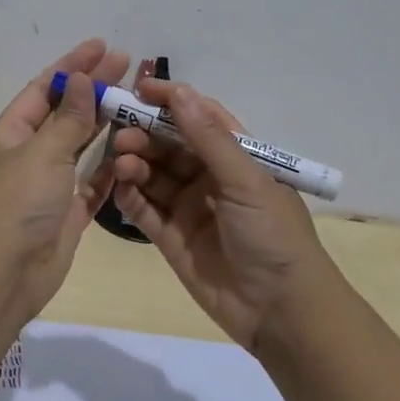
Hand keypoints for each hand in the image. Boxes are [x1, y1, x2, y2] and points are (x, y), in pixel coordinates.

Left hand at [0, 38, 129, 313]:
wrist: (5, 272)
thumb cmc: (17, 202)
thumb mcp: (42, 152)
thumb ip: (68, 118)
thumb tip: (80, 80)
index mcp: (11, 133)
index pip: (43, 89)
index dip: (72, 66)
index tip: (101, 46)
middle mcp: (28, 154)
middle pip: (65, 114)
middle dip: (94, 89)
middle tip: (128, 64)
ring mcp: (48, 185)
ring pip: (81, 146)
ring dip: (105, 124)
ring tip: (137, 101)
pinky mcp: (68, 212)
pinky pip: (93, 183)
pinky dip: (110, 167)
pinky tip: (133, 150)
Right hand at [109, 77, 337, 353]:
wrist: (280, 311)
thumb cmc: (272, 235)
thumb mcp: (246, 180)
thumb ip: (209, 138)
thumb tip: (179, 92)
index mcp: (237, 157)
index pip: (200, 118)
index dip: (171, 101)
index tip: (138, 89)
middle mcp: (210, 177)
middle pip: (170, 145)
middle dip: (145, 134)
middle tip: (120, 134)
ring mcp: (189, 207)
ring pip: (153, 175)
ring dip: (135, 163)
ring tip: (121, 161)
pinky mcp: (170, 237)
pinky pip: (144, 209)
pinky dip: (129, 196)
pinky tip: (119, 186)